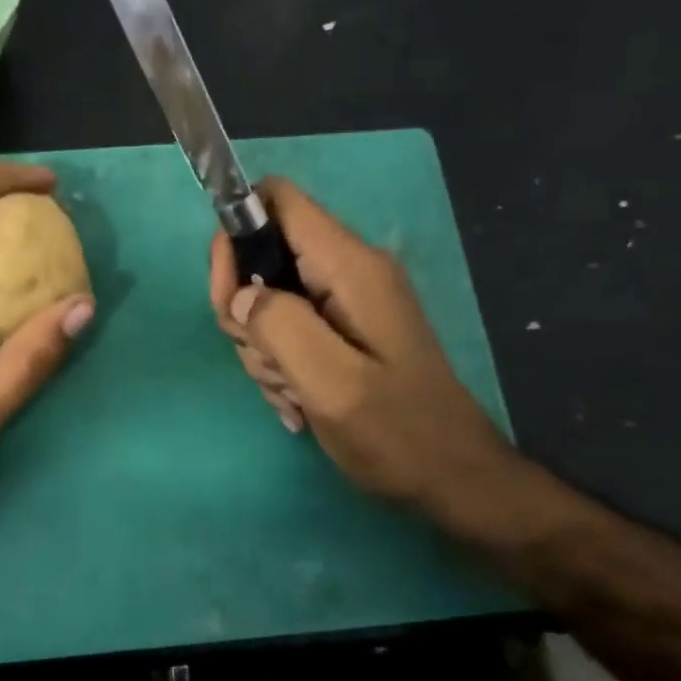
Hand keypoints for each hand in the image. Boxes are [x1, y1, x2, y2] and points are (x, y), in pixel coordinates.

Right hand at [209, 178, 529, 539]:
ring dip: (261, 348)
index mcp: (349, 267)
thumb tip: (240, 296)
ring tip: (291, 391)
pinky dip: (278, 364)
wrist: (454, 480)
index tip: (227, 296)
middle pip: (261, 255)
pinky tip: (296, 401)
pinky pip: (284, 330)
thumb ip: (280, 327)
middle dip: (243, 309)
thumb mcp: (332, 383)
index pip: (277, 200)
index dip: (237, 234)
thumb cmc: (397, 433)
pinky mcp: (340, 330)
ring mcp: (343, 302)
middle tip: (262, 358)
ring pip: (265, 300)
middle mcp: (346, 271)